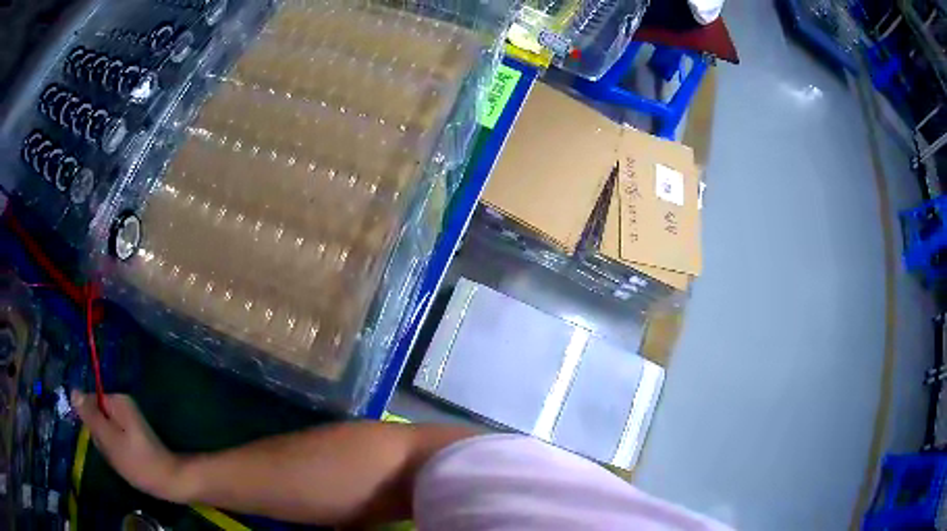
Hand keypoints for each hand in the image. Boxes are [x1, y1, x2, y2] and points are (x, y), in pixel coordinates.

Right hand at [71, 392, 188, 502]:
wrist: (169, 481)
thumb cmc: (137, 461)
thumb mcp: (108, 438)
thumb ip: (90, 415)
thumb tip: (73, 391)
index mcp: (117, 400)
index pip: (89, 402)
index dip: (89, 421)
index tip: (98, 438)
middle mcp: (123, 406)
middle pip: (97, 417)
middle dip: (99, 436)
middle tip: (111, 452)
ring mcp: (128, 421)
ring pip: (105, 432)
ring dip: (107, 447)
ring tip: (118, 459)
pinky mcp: (133, 437)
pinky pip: (115, 442)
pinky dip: (116, 453)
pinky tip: (124, 464)